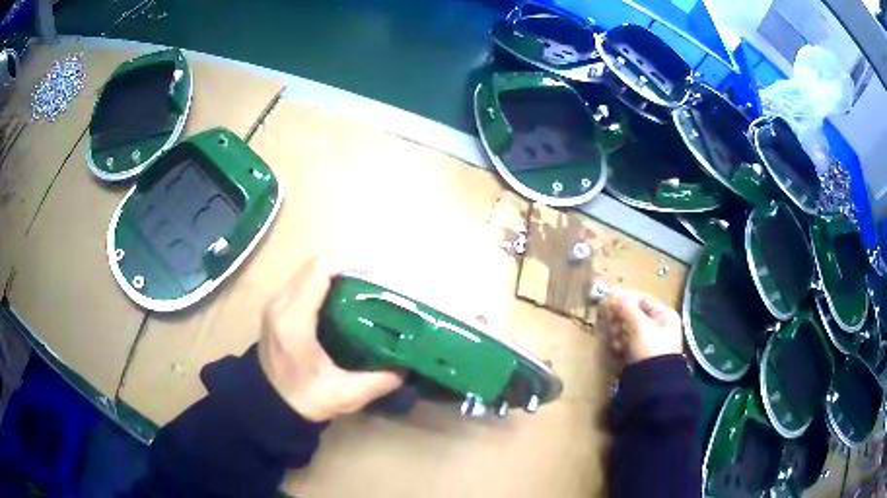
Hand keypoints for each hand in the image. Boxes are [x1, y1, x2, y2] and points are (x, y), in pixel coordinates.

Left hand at [258, 257, 404, 421]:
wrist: (268, 405)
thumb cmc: (303, 400)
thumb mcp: (344, 396)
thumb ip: (377, 382)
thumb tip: (405, 367)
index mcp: (294, 321)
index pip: (319, 272)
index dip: (349, 263)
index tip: (378, 273)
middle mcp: (281, 303)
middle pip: (314, 264)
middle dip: (348, 264)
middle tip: (376, 280)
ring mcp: (275, 302)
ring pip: (308, 269)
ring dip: (336, 270)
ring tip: (363, 285)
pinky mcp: (276, 306)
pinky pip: (302, 280)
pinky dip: (325, 279)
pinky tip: (343, 296)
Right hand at [602, 289, 682, 365]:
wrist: (652, 383)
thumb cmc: (650, 349)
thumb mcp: (639, 326)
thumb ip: (626, 308)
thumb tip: (614, 292)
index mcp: (665, 315)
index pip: (643, 299)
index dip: (626, 299)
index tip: (609, 301)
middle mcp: (659, 326)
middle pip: (633, 314)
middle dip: (621, 319)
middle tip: (612, 324)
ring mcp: (649, 341)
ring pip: (627, 328)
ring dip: (618, 332)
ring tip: (615, 341)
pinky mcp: (639, 354)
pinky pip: (626, 342)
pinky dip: (620, 344)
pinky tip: (617, 350)